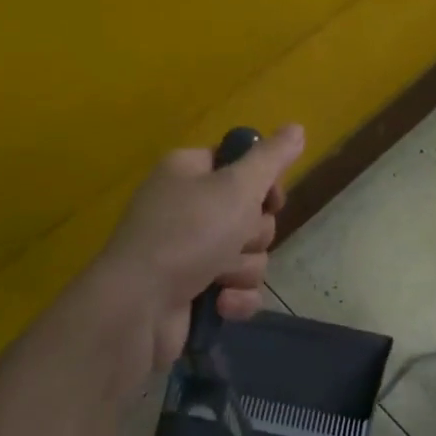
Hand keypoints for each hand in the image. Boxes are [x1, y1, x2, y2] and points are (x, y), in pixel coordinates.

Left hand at [84, 125, 304, 378]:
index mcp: (189, 171)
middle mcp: (187, 206)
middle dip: (252, 234)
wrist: (138, 308)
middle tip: (234, 238)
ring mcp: (188, 251)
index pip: (240, 163)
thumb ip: (271, 157)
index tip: (269, 198)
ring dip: (242, 268)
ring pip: (249, 254)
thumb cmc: (188, 234)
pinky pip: (238, 289)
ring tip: (218, 277)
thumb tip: (297, 127)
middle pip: (251, 213)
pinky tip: (220, 304)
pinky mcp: (193, 291)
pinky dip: (234, 298)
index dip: (262, 182)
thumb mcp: (237, 186)